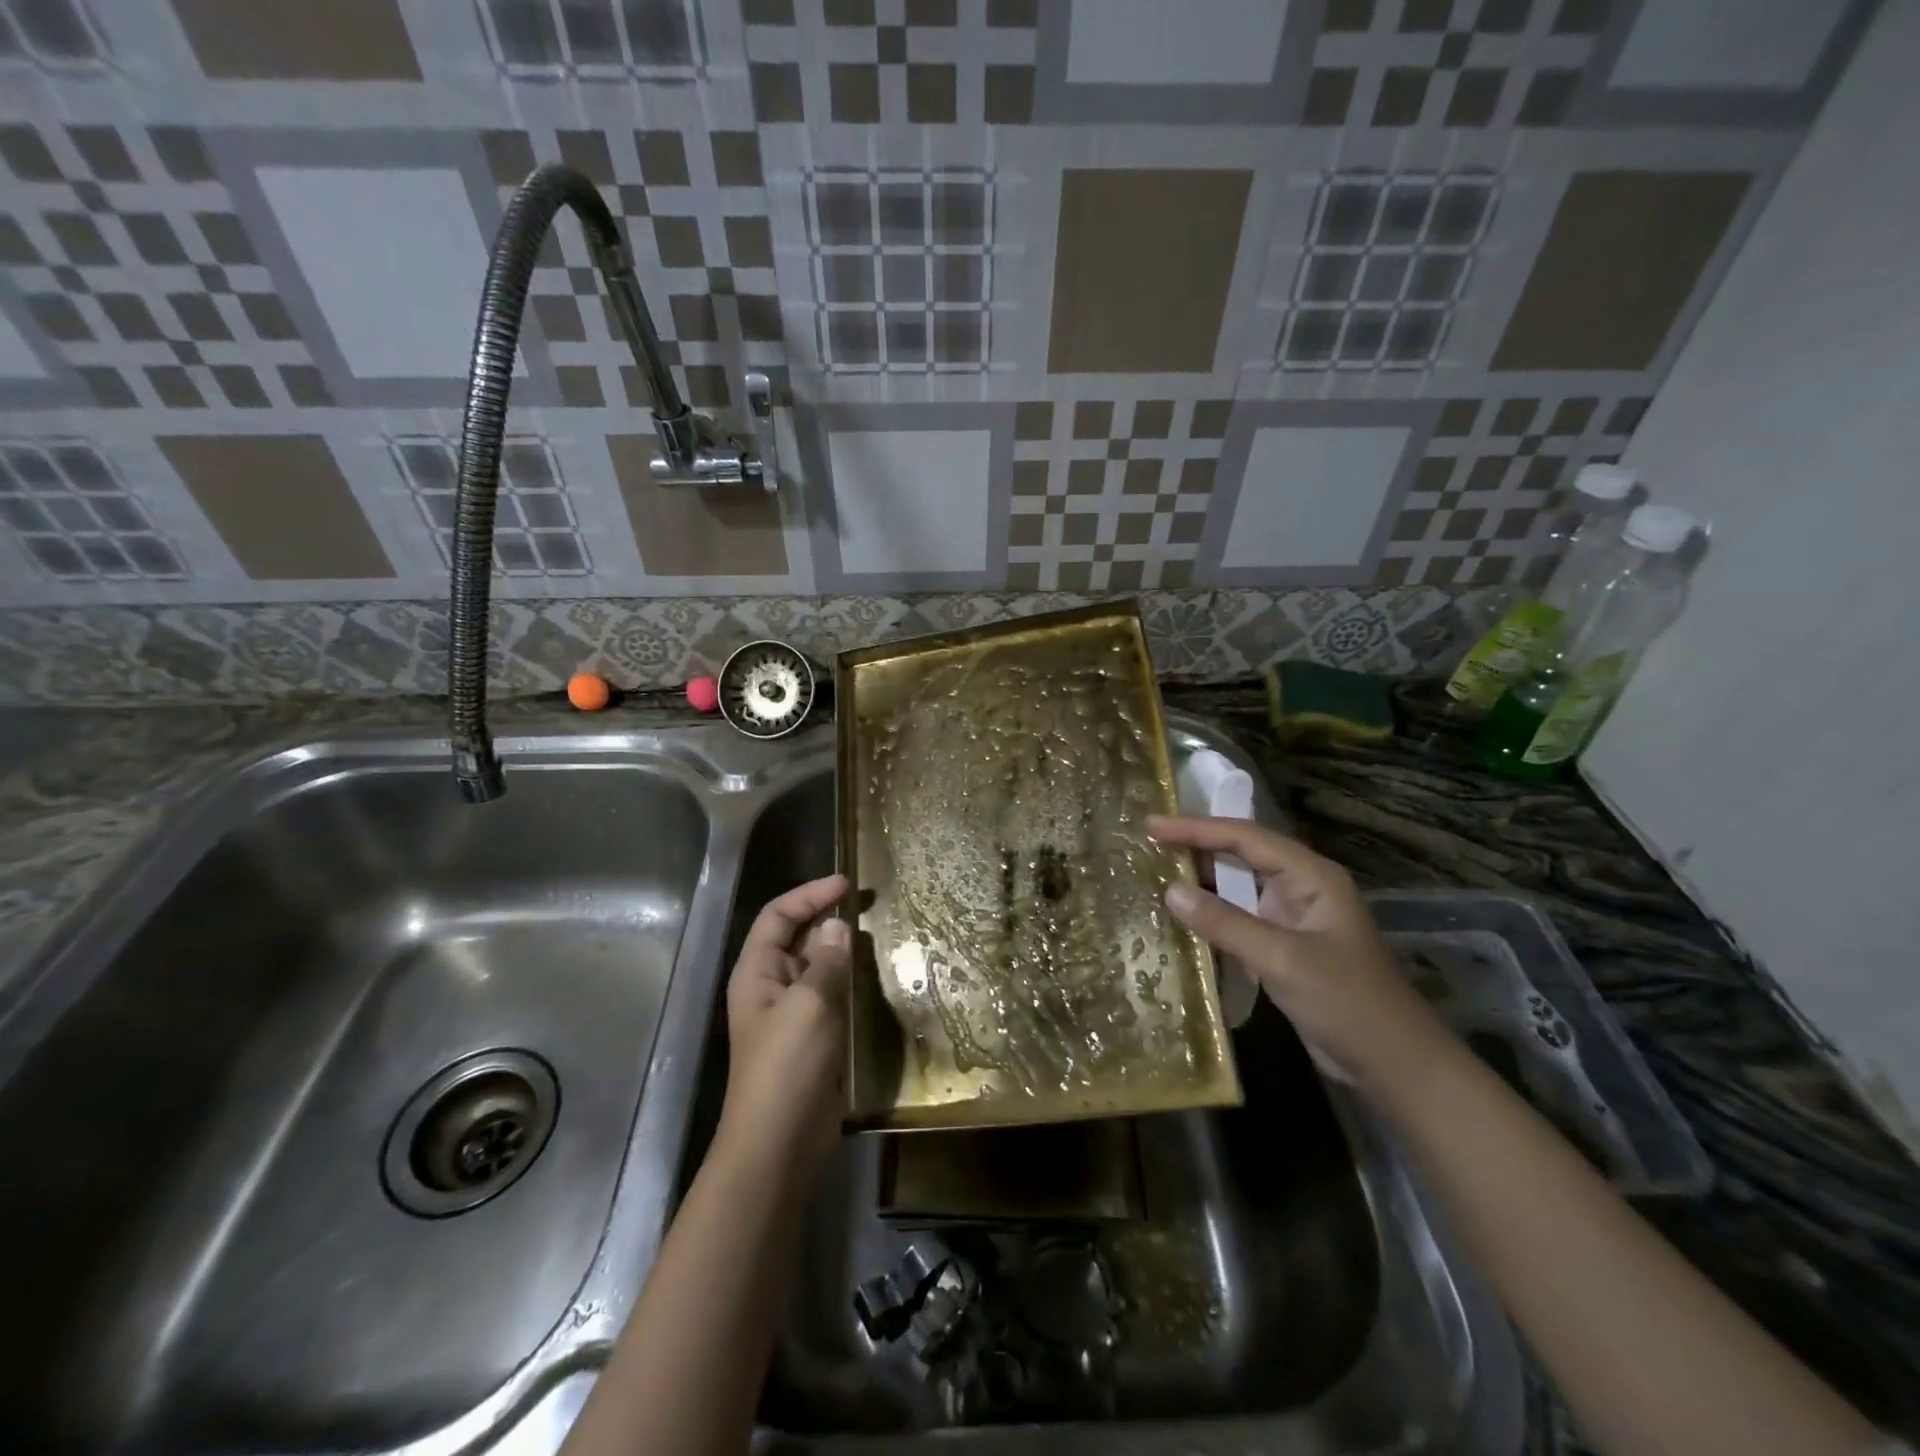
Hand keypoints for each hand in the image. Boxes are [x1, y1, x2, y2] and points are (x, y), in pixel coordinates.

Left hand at [719, 873, 852, 1173]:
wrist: (780, 1141)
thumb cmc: (787, 1065)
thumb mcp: (810, 1004)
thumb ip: (826, 961)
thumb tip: (837, 925)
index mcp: (757, 972)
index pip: (778, 916)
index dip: (809, 894)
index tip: (847, 884)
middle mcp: (770, 986)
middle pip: (796, 937)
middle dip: (826, 917)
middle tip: (868, 904)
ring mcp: (790, 1013)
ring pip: (815, 966)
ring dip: (840, 949)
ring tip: (876, 934)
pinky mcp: (811, 1037)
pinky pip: (829, 994)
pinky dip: (848, 979)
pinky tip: (873, 977)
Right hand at [1148, 816, 1449, 1096]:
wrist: (1394, 1065)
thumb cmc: (1347, 1002)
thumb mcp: (1282, 959)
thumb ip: (1225, 923)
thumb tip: (1170, 891)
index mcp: (1311, 876)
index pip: (1245, 838)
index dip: (1196, 828)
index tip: (1151, 826)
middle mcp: (1302, 887)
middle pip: (1241, 853)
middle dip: (1196, 844)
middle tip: (1147, 841)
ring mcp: (1294, 916)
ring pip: (1239, 884)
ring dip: (1202, 877)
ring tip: (1155, 868)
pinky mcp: (1285, 944)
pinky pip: (1240, 915)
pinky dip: (1211, 910)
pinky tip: (1183, 913)